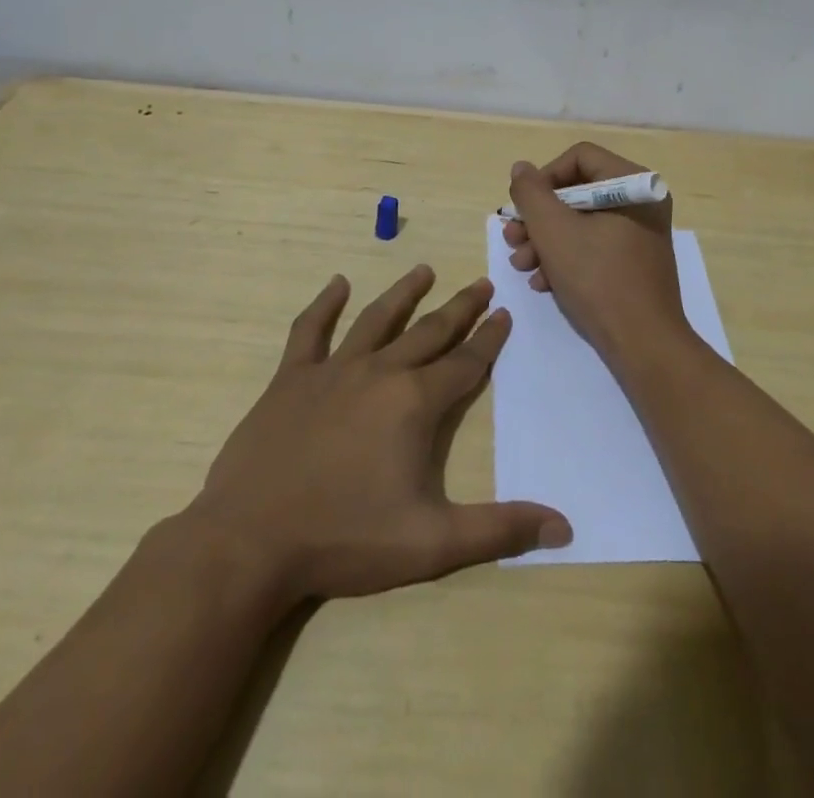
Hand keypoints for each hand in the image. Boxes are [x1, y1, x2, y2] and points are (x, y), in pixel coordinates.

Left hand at [188, 266, 570, 610]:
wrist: (249, 542)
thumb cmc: (344, 539)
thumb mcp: (431, 543)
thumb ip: (499, 530)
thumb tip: (564, 526)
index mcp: (414, 403)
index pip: (465, 363)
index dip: (489, 339)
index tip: (505, 313)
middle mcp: (380, 372)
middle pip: (429, 332)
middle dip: (460, 308)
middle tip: (481, 283)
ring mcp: (332, 371)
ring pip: (377, 319)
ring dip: (404, 293)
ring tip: (424, 270)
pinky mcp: (291, 379)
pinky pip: (310, 331)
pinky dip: (324, 304)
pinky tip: (336, 284)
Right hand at [503, 143, 689, 364]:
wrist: (643, 345)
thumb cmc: (598, 279)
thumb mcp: (554, 231)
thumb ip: (531, 194)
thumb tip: (521, 169)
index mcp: (633, 183)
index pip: (579, 157)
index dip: (544, 178)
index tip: (523, 208)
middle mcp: (641, 201)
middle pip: (577, 191)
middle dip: (539, 217)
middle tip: (513, 240)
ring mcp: (640, 233)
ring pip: (581, 221)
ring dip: (546, 241)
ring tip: (522, 265)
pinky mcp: (634, 261)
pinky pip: (595, 245)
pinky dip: (566, 258)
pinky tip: (544, 282)